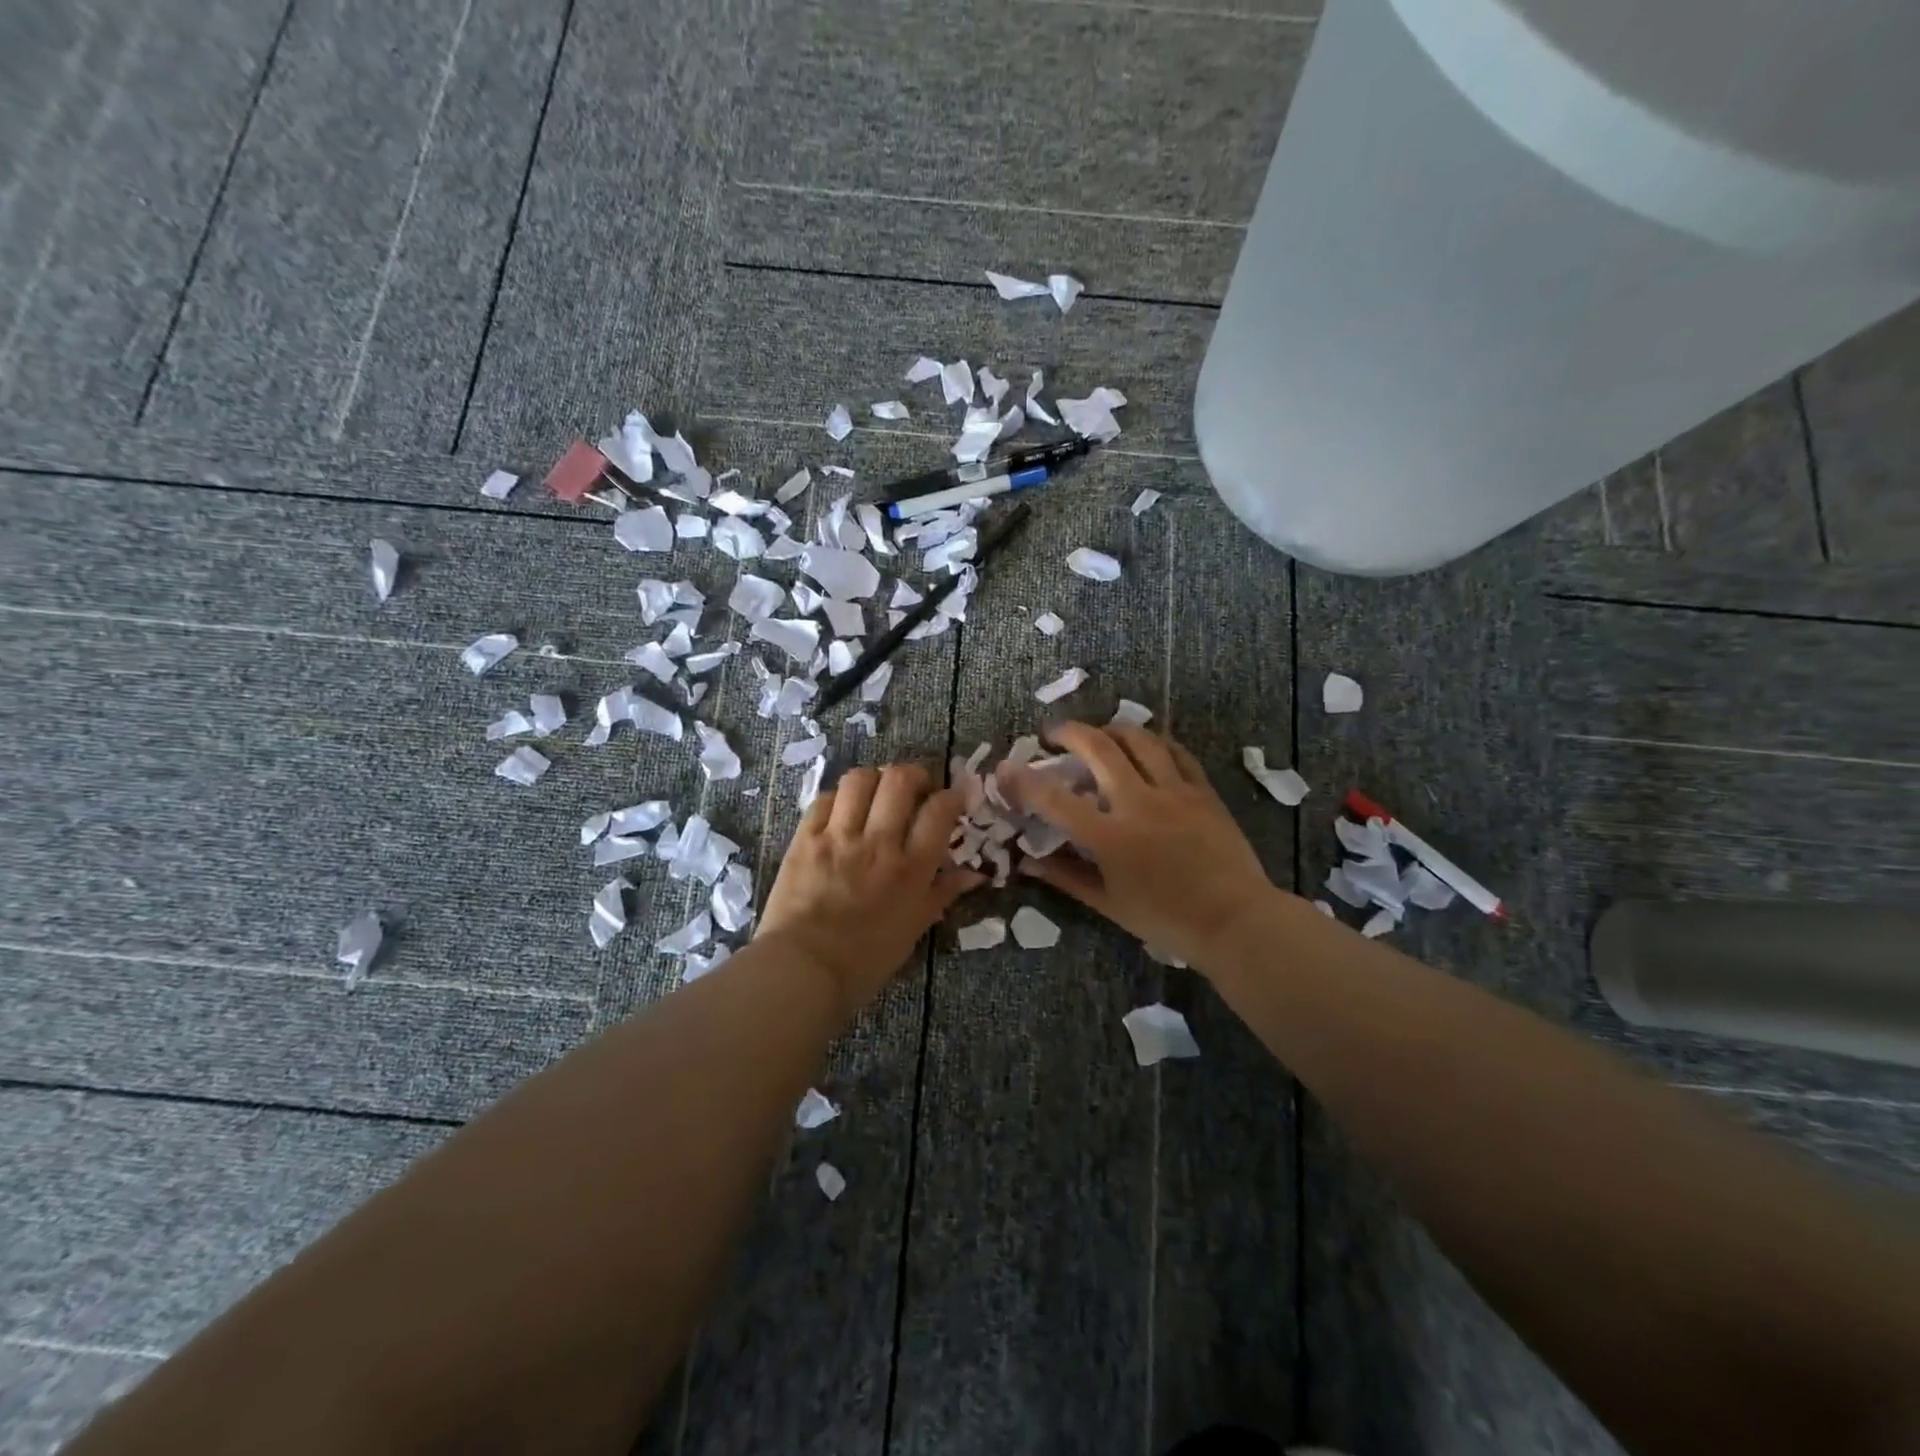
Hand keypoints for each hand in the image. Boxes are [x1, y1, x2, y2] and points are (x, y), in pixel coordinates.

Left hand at [759, 762, 982, 1015]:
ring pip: (860, 780)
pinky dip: (838, 798)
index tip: (952, 799)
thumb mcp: (914, 929)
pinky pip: (824, 799)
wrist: (803, 971)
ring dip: (875, 779)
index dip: (952, 796)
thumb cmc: (866, 960)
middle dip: (915, 774)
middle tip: (916, 788)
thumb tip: (973, 874)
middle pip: (900, 780)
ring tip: (878, 793)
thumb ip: (942, 893)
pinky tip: (843, 810)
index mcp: (911, 868)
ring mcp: (838, 836)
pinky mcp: (805, 838)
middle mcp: (878, 842)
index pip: (940, 810)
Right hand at [1000, 722, 1277, 970]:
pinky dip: (1155, 744)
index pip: (1056, 800)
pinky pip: (1177, 753)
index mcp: (1110, 837)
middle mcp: (1139, 803)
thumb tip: (1028, 862)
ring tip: (1099, 734)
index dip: (1025, 781)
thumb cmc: (1167, 920)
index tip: (1006, 767)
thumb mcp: (1109, 904)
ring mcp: (1175, 792)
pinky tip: (1146, 748)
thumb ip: (1066, 877)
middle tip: (1053, 734)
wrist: (1235, 921)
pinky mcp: (1203, 791)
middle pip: (1098, 748)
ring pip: (1140, 739)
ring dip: (1111, 729)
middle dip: (1069, 732)